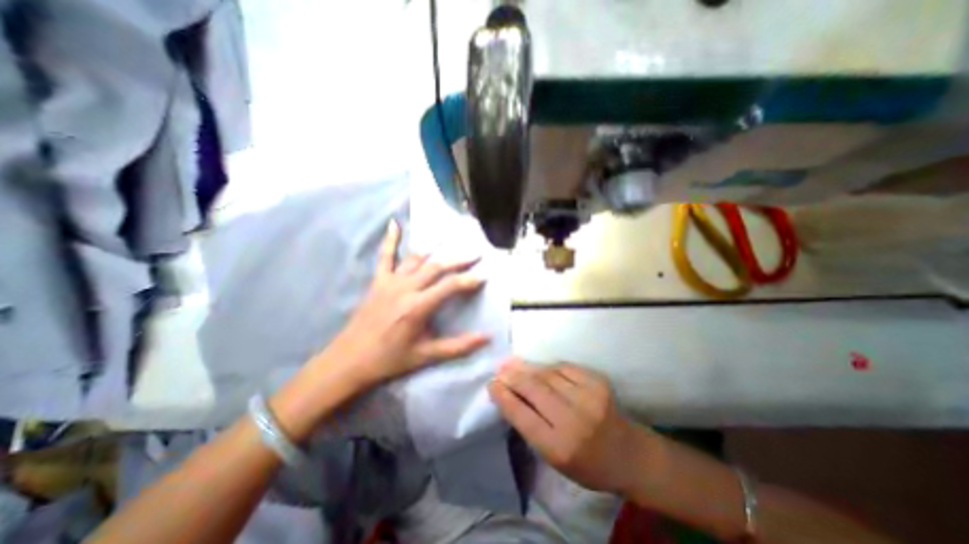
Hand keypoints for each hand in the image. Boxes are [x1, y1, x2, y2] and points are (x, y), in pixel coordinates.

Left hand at [324, 219, 492, 387]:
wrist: (349, 360)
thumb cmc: (390, 359)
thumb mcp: (426, 356)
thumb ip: (458, 346)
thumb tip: (486, 338)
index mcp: (417, 307)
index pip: (450, 286)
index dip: (469, 280)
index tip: (484, 276)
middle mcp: (405, 288)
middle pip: (436, 267)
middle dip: (458, 260)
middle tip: (475, 254)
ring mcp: (390, 282)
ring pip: (417, 259)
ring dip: (436, 252)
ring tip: (451, 246)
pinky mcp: (378, 282)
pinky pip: (385, 257)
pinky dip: (390, 240)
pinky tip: (394, 223)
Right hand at [489, 359, 645, 494]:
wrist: (629, 454)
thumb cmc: (587, 464)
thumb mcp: (555, 458)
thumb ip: (532, 428)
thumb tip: (510, 397)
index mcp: (559, 447)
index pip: (523, 416)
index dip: (504, 397)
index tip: (491, 384)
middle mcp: (573, 420)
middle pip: (534, 389)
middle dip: (513, 376)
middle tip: (500, 368)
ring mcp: (588, 397)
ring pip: (548, 374)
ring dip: (528, 367)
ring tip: (514, 362)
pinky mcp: (598, 381)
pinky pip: (565, 367)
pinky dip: (549, 367)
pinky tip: (541, 367)